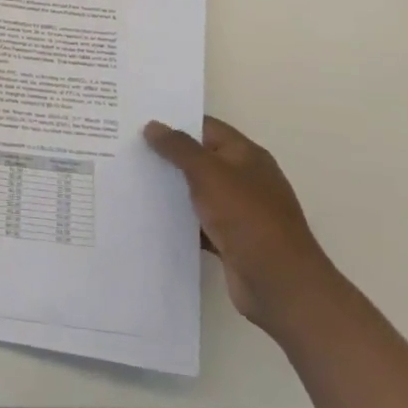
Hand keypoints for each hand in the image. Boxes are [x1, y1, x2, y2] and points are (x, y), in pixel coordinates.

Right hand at [144, 117, 338, 336]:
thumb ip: (179, 148)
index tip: (139, 122)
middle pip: (200, 159)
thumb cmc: (247, 218)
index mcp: (246, 156)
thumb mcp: (210, 174)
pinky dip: (178, 220)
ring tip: (129, 180)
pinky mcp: (230, 240)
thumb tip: (153, 125)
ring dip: (170, 189)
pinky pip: (198, 222)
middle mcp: (244, 179)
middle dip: (167, 156)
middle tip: (127, 150)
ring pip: (197, 192)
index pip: (206, 128)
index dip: (175, 123)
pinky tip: (149, 217)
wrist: (280, 285)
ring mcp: (238, 211)